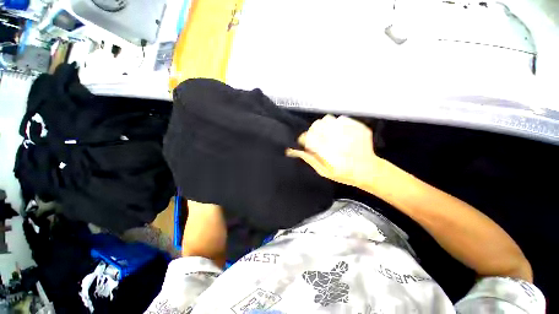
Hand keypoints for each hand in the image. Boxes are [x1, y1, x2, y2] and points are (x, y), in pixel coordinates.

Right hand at [286, 115, 381, 187]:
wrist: (369, 170)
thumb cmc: (344, 174)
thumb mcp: (323, 172)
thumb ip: (309, 159)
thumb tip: (293, 151)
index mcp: (328, 153)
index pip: (308, 138)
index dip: (303, 139)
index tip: (305, 143)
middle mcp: (338, 140)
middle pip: (316, 126)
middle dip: (313, 132)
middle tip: (317, 139)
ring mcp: (350, 132)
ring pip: (327, 119)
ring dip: (324, 126)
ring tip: (327, 135)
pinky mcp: (358, 127)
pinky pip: (341, 118)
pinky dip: (336, 124)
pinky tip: (339, 132)